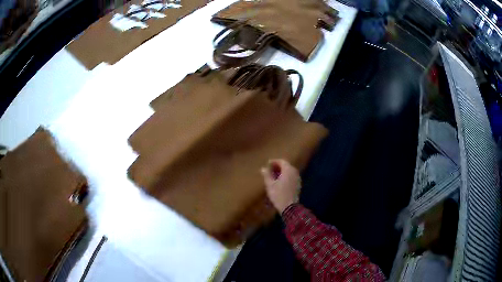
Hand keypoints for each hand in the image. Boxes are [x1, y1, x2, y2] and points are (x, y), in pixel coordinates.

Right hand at [261, 159, 300, 213]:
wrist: (290, 207)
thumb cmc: (279, 195)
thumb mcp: (270, 185)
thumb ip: (267, 175)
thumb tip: (263, 168)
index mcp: (288, 170)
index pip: (282, 161)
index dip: (274, 161)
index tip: (267, 164)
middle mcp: (295, 172)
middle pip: (286, 166)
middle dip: (278, 166)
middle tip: (270, 170)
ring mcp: (297, 178)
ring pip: (289, 171)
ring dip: (282, 172)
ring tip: (273, 176)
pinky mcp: (298, 185)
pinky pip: (291, 177)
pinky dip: (286, 177)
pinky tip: (280, 182)